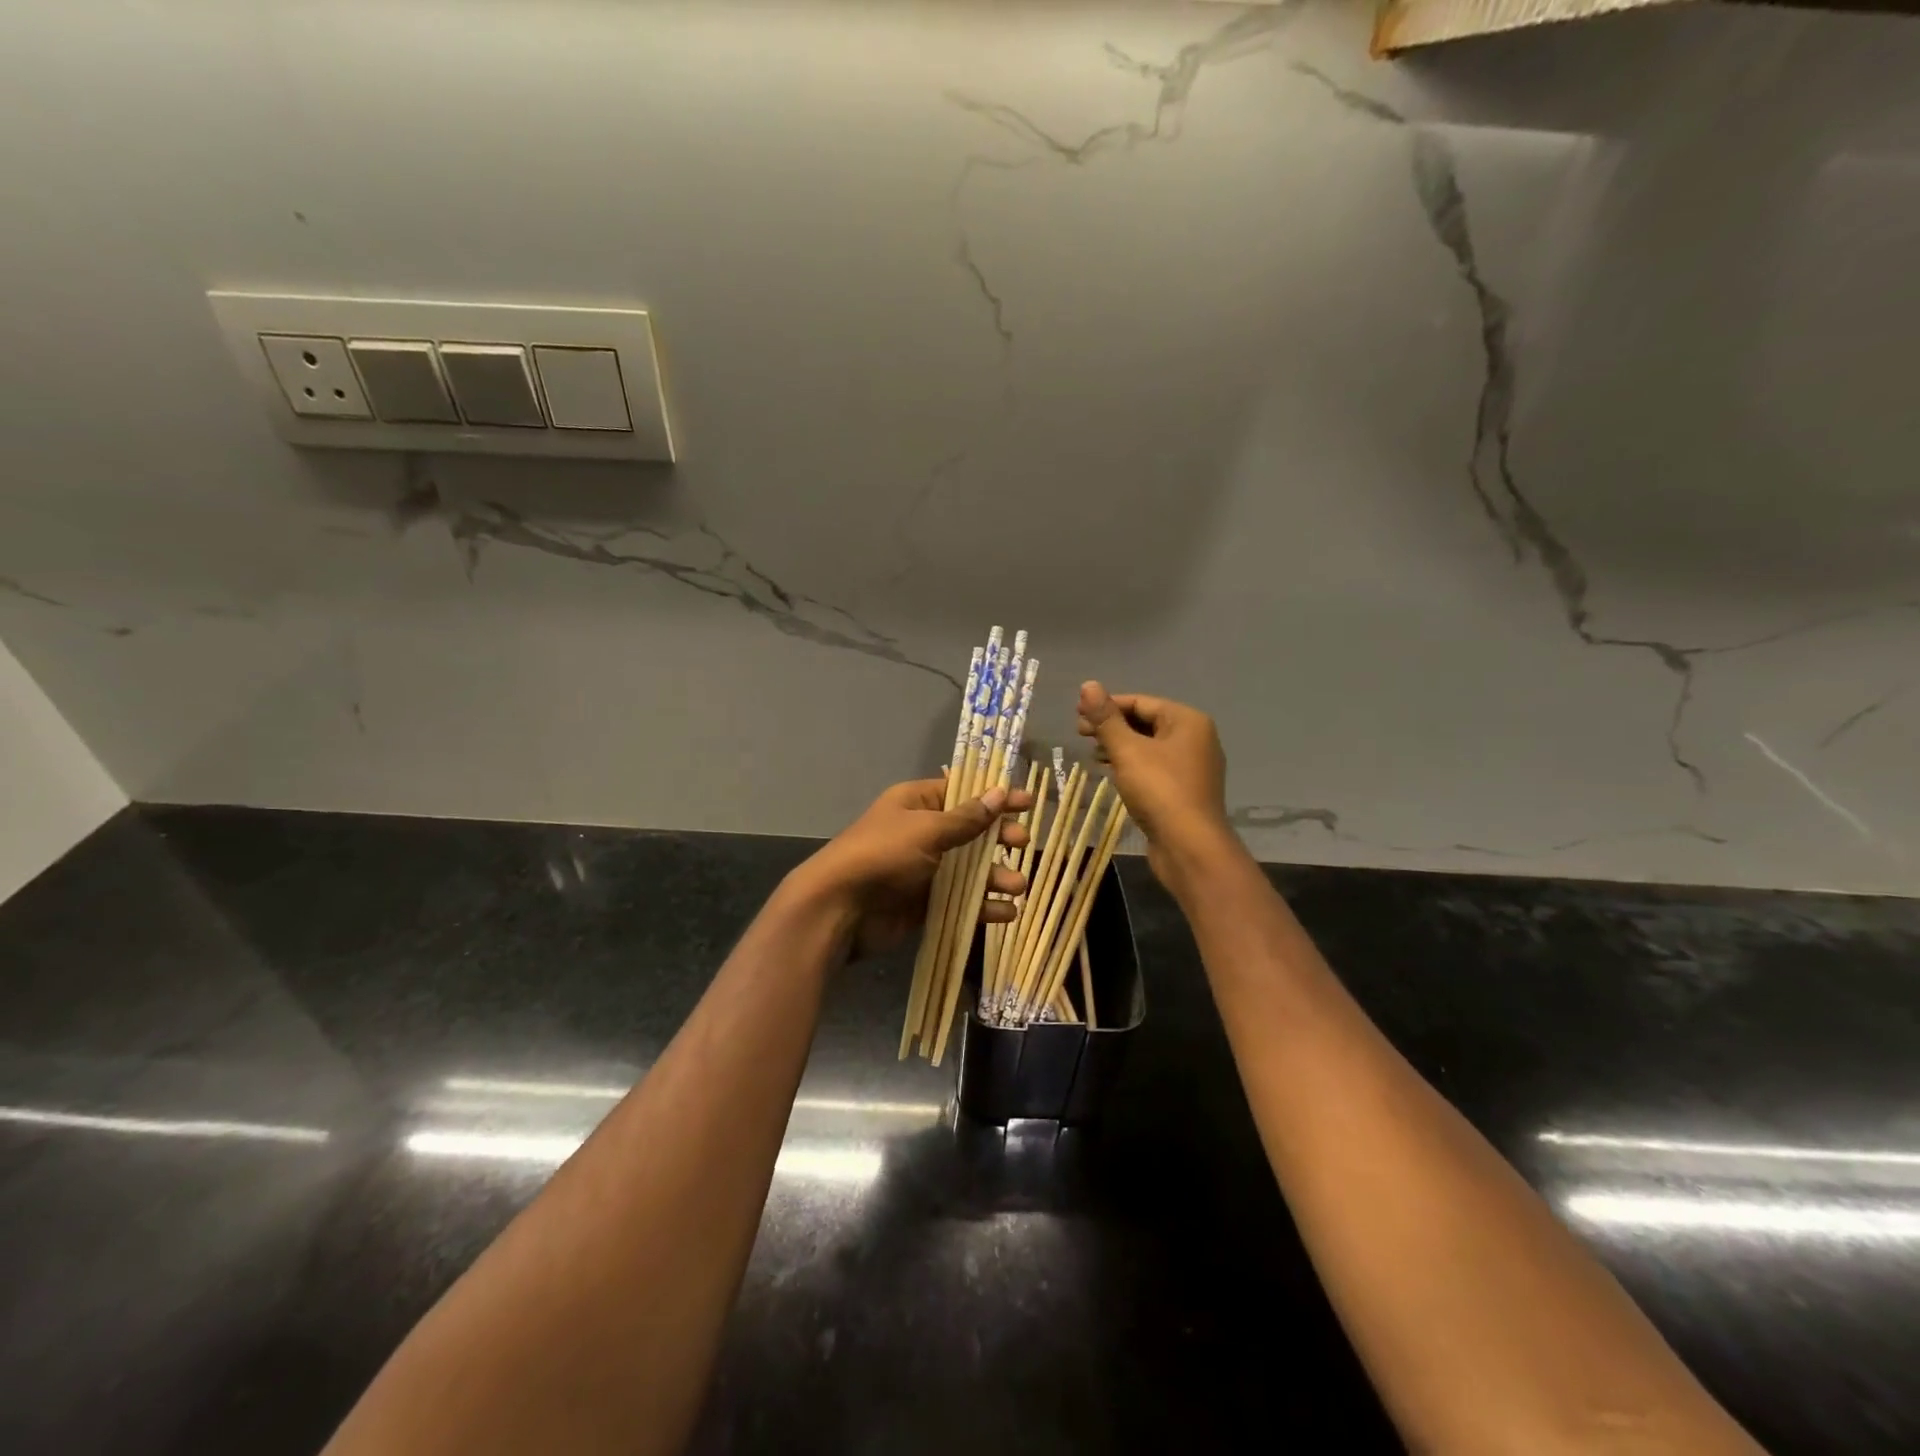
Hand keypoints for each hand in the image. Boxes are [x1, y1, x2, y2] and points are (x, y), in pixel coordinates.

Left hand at [788, 777, 1032, 960]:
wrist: (839, 908)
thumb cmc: (883, 855)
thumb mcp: (927, 830)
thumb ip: (966, 819)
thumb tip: (998, 794)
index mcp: (917, 803)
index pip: (963, 793)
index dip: (995, 797)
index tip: (1028, 802)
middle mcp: (922, 833)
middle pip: (971, 832)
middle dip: (999, 838)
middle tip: (1022, 844)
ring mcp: (924, 870)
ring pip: (970, 870)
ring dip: (995, 876)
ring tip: (1017, 886)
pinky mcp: (925, 903)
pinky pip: (961, 902)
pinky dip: (983, 907)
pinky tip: (1005, 912)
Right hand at [1077, 682, 1232, 886]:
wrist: (1190, 847)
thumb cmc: (1160, 791)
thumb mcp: (1127, 751)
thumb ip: (1106, 718)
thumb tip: (1088, 685)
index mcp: (1187, 721)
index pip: (1140, 702)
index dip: (1107, 706)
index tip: (1076, 716)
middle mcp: (1195, 738)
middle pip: (1146, 722)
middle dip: (1112, 726)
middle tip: (1080, 734)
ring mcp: (1192, 766)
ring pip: (1149, 746)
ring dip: (1119, 746)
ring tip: (1091, 753)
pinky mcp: (1184, 790)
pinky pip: (1154, 767)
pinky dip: (1131, 765)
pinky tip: (1111, 773)